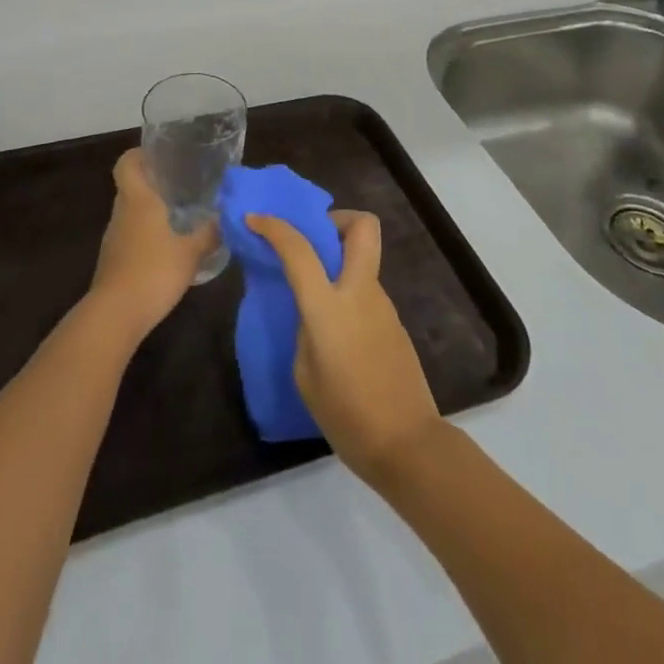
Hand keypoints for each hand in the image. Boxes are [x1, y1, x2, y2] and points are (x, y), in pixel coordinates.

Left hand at [88, 149, 218, 343]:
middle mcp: (122, 212)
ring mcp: (115, 237)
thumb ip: (210, 233)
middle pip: (131, 186)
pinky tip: (168, 248)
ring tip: (181, 216)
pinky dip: (147, 235)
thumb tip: (226, 217)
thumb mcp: (192, 252)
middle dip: (153, 183)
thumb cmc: (154, 271)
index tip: (160, 155)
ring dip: (151, 212)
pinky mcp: (113, 260)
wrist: (116, 314)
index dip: (139, 154)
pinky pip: (131, 236)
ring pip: (131, 213)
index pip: (126, 163)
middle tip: (182, 185)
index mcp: (138, 200)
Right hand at [246, 210, 441, 481]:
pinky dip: (348, 289)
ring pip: (363, 258)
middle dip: (337, 219)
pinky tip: (336, 326)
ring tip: (315, 291)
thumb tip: (311, 311)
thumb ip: (305, 330)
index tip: (255, 218)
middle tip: (313, 240)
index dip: (274, 227)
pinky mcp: (394, 322)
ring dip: (340, 258)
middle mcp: (360, 293)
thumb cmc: (347, 415)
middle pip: (362, 227)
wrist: (407, 444)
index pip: (299, 250)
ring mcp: (383, 304)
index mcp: (330, 307)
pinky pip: (366, 288)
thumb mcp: (305, 375)